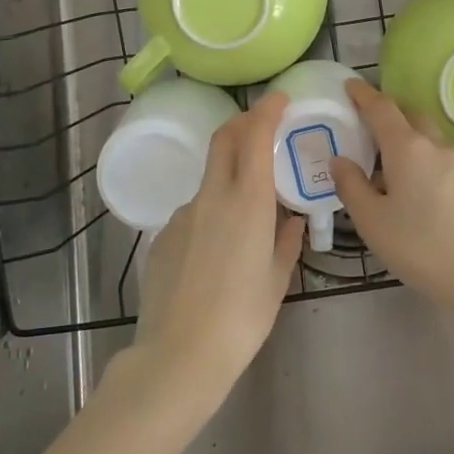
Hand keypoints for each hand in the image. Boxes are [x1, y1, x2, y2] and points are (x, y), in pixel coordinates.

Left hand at [131, 92, 302, 398]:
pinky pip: (193, 212)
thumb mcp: (276, 280)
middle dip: (242, 122)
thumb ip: (286, 242)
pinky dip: (211, 213)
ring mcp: (183, 215)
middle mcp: (213, 196)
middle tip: (261, 126)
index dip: (266, 109)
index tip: (279, 98)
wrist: (179, 355)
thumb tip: (291, 220)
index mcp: (248, 201)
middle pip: (224, 139)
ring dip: (229, 175)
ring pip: (209, 178)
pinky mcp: (163, 237)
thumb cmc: (242, 318)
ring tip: (247, 213)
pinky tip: (217, 251)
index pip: (254, 135)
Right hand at [330, 78, 453, 312]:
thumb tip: (340, 160)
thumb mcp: (372, 221)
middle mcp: (436, 146)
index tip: (349, 85)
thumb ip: (351, 186)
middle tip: (368, 126)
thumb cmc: (420, 246)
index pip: (382, 108)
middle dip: (389, 114)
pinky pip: (443, 160)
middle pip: (411, 116)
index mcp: (407, 148)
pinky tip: (419, 189)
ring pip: (430, 138)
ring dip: (410, 139)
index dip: (363, 94)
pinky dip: (426, 161)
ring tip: (390, 163)